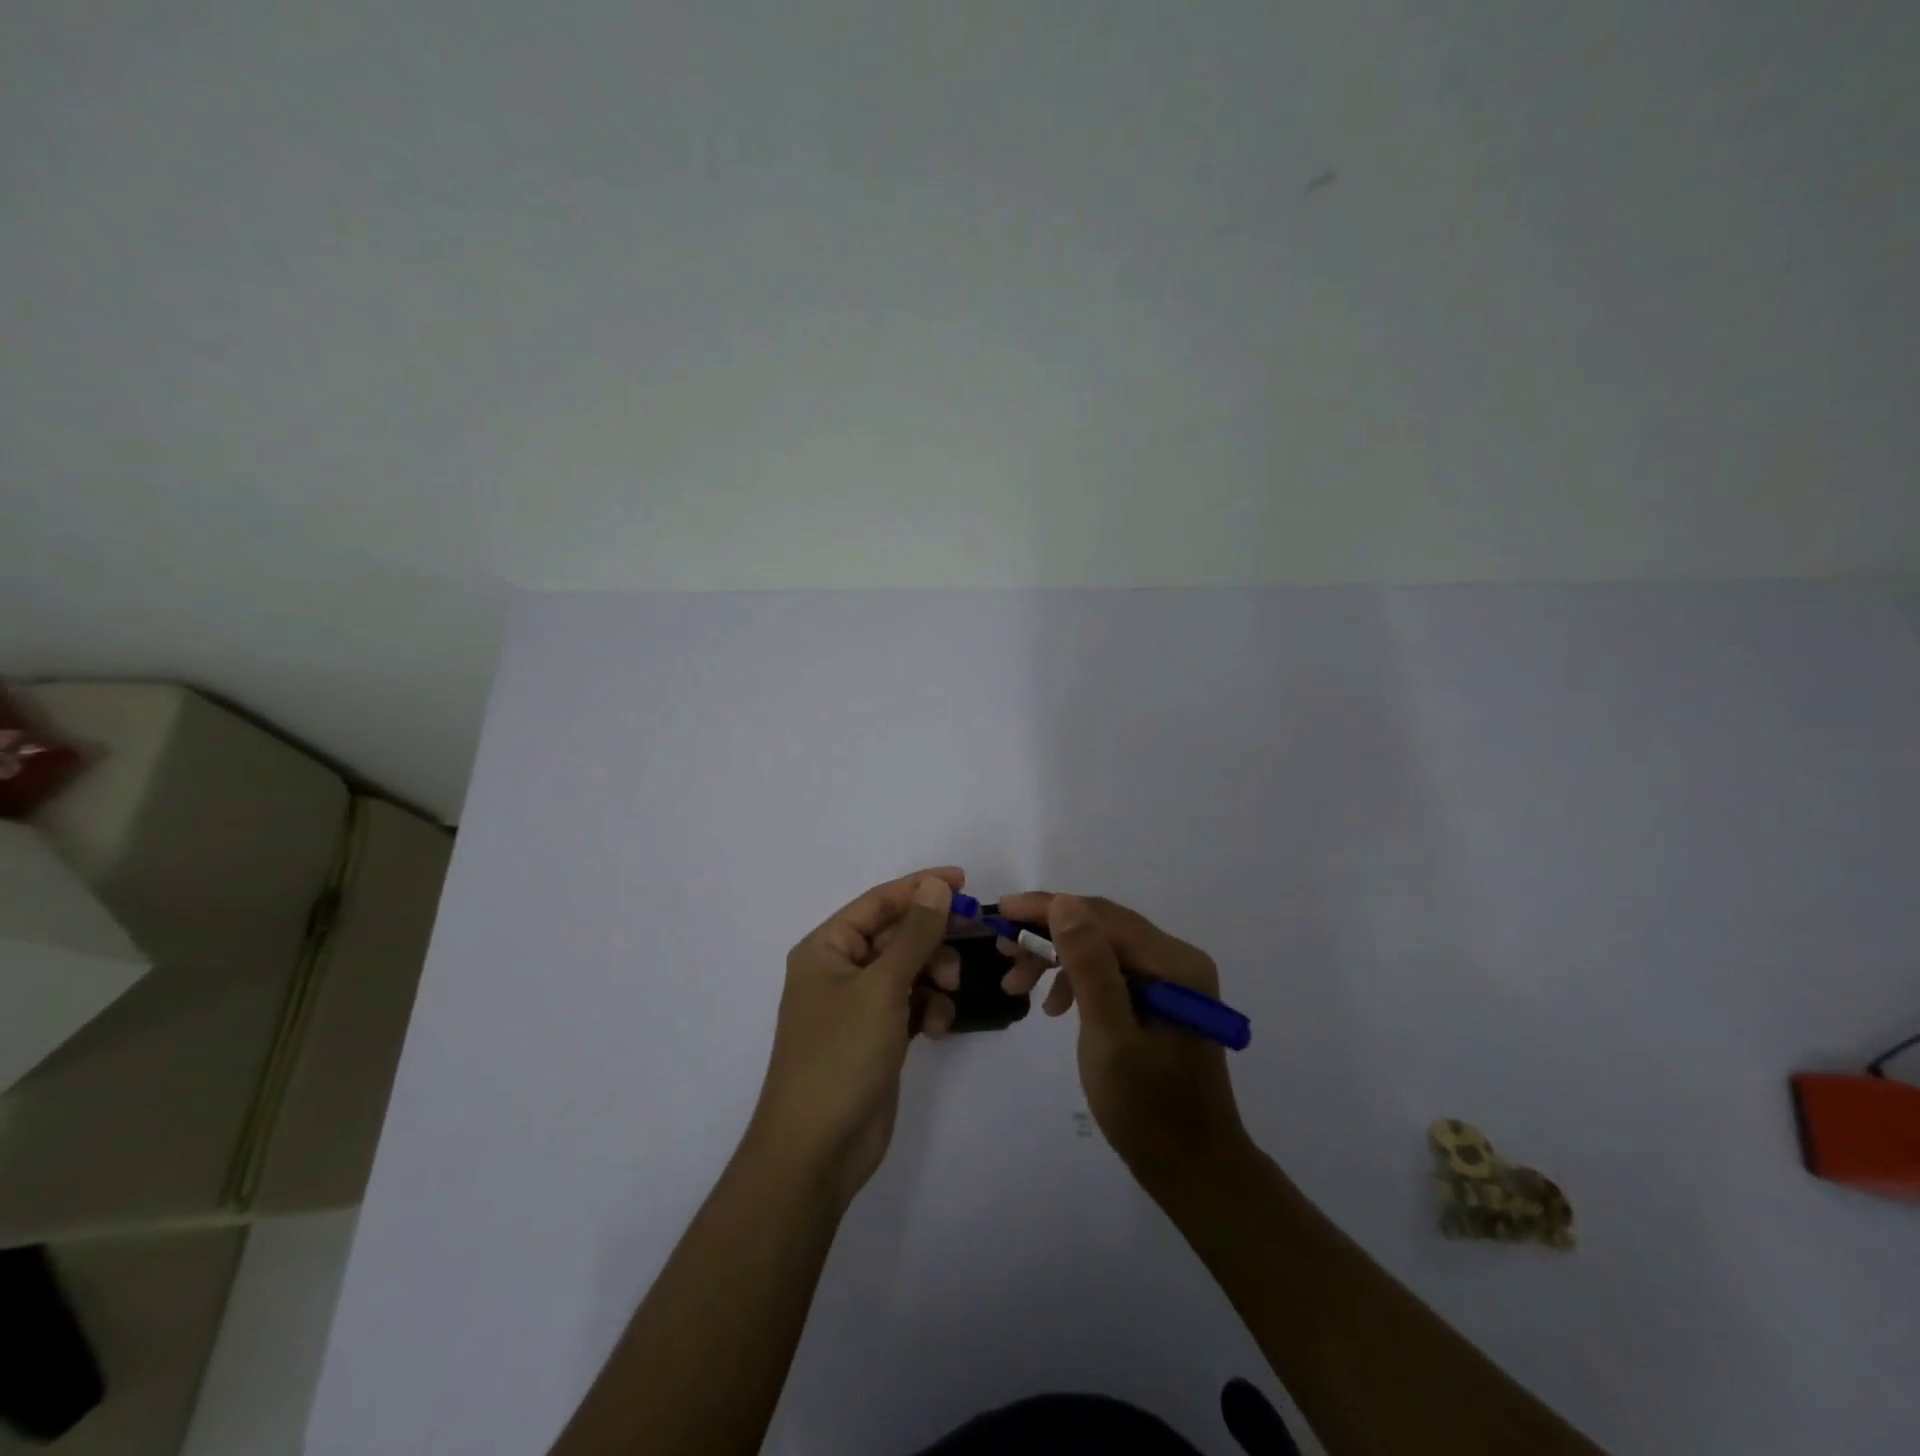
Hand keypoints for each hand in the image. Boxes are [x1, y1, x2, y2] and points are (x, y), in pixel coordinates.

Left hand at [750, 869, 964, 1204]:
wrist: (817, 1150)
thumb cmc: (841, 1055)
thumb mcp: (882, 987)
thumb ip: (914, 934)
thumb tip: (936, 886)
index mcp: (826, 948)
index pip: (878, 902)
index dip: (920, 888)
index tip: (964, 881)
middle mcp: (839, 970)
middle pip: (896, 936)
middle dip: (933, 939)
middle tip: (972, 940)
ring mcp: (858, 1006)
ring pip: (909, 971)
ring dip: (935, 976)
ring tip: (950, 993)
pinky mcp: (876, 1037)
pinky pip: (911, 1005)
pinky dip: (929, 1009)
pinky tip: (941, 1027)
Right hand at [997, 892, 1248, 1189]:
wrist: (1193, 1169)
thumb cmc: (1148, 1108)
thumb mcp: (1109, 1036)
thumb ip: (1089, 966)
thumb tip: (1063, 902)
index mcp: (1173, 963)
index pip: (1102, 916)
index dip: (1047, 908)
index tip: (1000, 911)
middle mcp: (1176, 959)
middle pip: (1101, 926)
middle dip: (1047, 934)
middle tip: (1003, 951)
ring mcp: (1170, 979)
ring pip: (1101, 946)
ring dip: (1057, 959)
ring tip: (1016, 984)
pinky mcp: (1160, 999)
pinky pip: (1110, 971)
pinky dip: (1076, 980)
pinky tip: (1054, 1007)